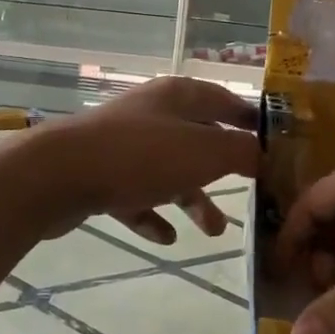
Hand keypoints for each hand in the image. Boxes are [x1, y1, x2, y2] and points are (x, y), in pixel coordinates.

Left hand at [28, 77, 259, 244]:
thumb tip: (264, 155)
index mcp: (178, 96)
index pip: (226, 101)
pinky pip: (135, 194)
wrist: (58, 174)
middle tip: (251, 193)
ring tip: (213, 232)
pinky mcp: (100, 174)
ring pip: (169, 171)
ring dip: (193, 200)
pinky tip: (164, 236)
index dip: (252, 122)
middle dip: (224, 169)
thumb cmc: (141, 156)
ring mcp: (123, 144)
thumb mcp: (205, 152)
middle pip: (198, 139)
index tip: (276, 145)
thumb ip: (242, 153)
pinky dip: (152, 213)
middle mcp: (152, 114)